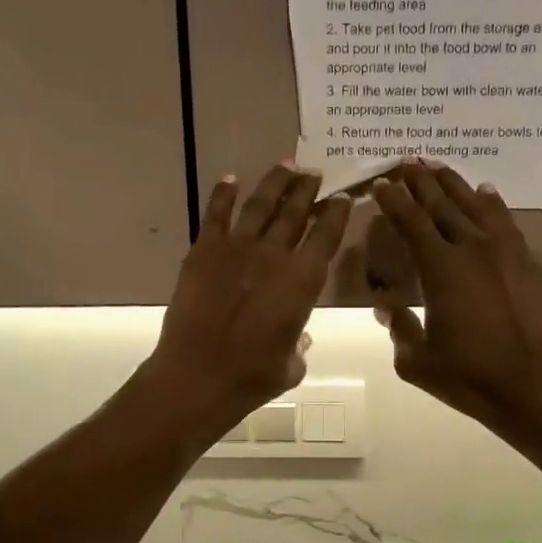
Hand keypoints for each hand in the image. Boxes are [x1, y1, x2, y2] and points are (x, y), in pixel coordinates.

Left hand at [144, 165, 351, 435]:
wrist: (199, 374)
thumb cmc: (253, 377)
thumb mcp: (291, 366)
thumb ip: (298, 346)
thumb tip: (298, 337)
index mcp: (304, 280)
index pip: (327, 235)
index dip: (336, 213)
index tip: (341, 198)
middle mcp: (275, 255)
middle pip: (295, 211)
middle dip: (308, 189)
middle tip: (314, 173)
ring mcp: (237, 248)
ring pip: (261, 205)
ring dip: (275, 182)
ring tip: (286, 166)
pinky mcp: (204, 251)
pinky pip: (216, 213)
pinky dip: (224, 194)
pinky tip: (230, 179)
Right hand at [370, 161, 541, 438]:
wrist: (534, 385)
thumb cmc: (469, 376)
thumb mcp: (417, 362)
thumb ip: (399, 329)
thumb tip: (389, 308)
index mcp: (440, 268)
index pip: (411, 222)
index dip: (393, 201)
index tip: (381, 183)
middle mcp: (472, 248)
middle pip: (442, 204)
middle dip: (421, 181)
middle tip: (407, 160)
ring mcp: (506, 252)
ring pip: (476, 205)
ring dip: (455, 184)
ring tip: (439, 167)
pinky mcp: (529, 263)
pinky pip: (505, 222)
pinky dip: (492, 204)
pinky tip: (486, 193)